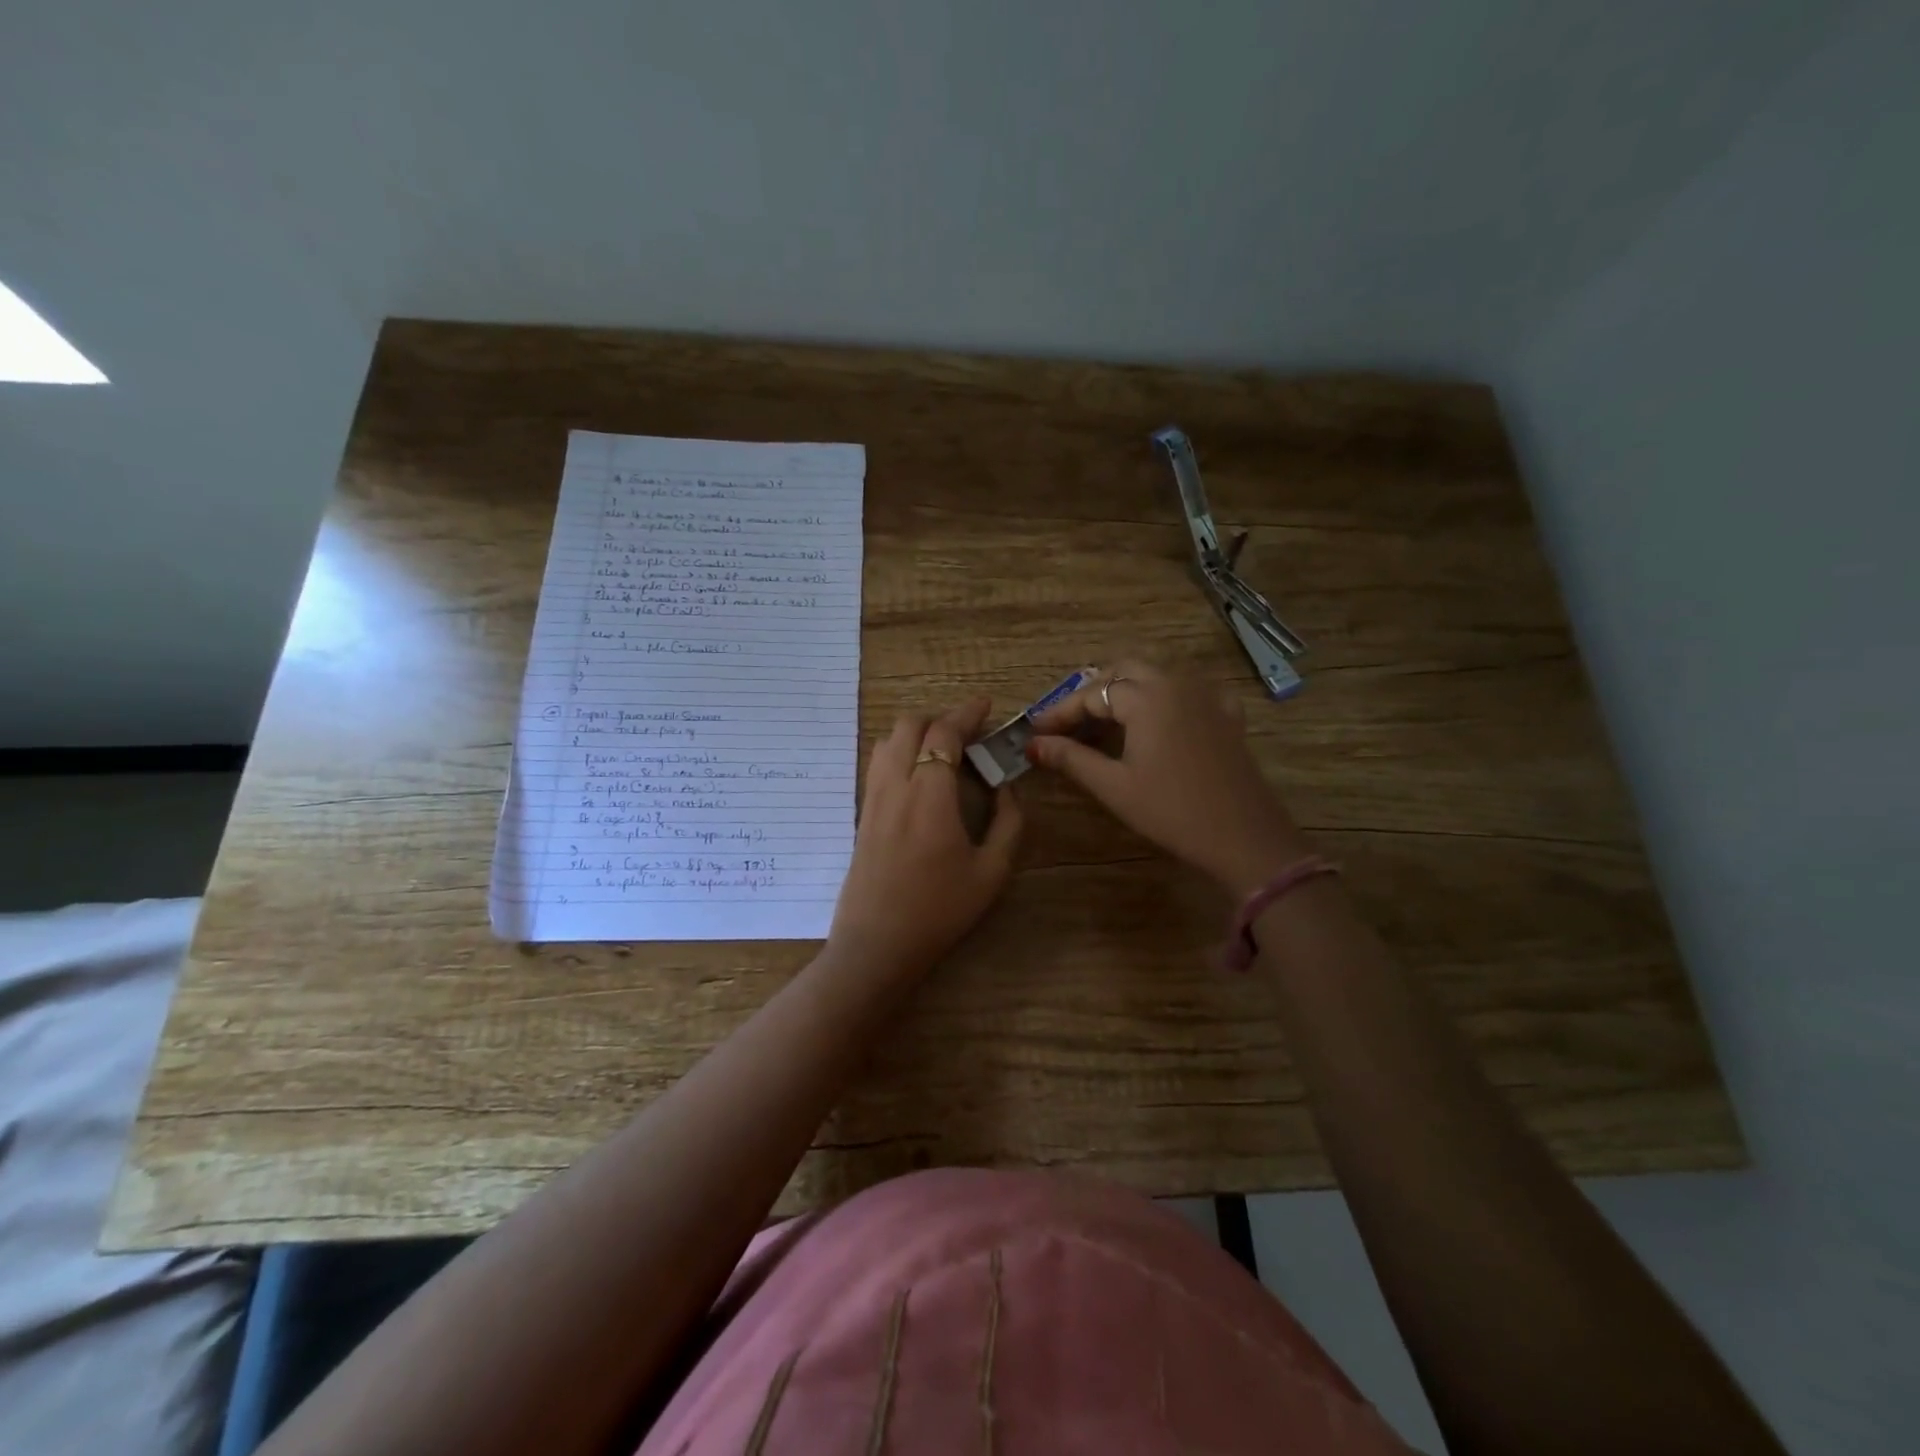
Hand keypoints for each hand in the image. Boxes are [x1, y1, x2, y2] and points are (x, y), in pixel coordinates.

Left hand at [827, 698, 1023, 980]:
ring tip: (944, 748)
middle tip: (968, 731)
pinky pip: (878, 763)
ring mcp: (873, 798)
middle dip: (940, 717)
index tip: (986, 705)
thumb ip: (1008, 822)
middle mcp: (895, 785)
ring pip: (888, 740)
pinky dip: (899, 750)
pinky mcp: (862, 814)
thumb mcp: (992, 872)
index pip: (944, 733)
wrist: (877, 945)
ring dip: (916, 731)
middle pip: (909, 725)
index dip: (966, 713)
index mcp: (930, 795)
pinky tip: (918, 773)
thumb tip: (1007, 787)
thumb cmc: (940, 911)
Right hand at [1026, 660, 1308, 896]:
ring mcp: (1206, 696)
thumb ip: (1071, 758)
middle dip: (1093, 690)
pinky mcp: (1226, 714)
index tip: (1036, 730)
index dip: (1061, 712)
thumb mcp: (1114, 786)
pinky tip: (1158, 717)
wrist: (1244, 837)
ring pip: (1158, 673)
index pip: (1092, 694)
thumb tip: (1034, 744)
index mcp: (1147, 697)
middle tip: (1069, 720)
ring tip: (1104, 716)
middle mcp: (1177, 683)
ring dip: (1127, 687)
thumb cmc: (1171, 811)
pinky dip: (1164, 694)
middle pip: (1125, 670)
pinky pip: (1188, 688)